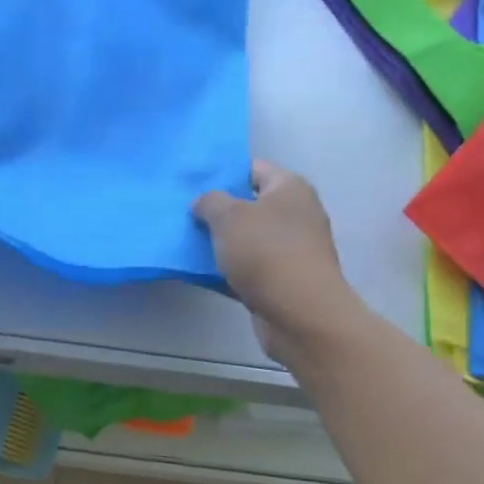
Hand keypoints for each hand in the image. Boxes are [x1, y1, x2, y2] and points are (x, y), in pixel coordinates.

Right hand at [194, 161, 364, 363]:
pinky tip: (199, 272)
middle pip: (249, 205)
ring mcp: (292, 249)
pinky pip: (248, 268)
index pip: (253, 168)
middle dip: (218, 210)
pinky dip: (227, 270)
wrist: (300, 315)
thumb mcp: (229, 217)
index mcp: (289, 188)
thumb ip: (210, 202)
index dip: (223, 172)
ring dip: (220, 242)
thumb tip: (204, 203)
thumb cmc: (266, 253)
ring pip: (247, 239)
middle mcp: (296, 214)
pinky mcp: (283, 280)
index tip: (192, 183)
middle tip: (183, 213)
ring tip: (185, 241)